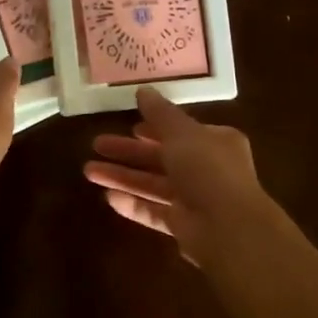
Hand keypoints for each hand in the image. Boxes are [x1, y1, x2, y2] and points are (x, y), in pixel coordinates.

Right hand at [83, 88, 277, 264]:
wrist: (228, 228)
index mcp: (215, 143)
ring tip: (89, 171)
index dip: (154, 128)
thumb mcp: (182, 133)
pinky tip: (108, 197)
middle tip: (96, 145)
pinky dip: (133, 204)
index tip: (129, 125)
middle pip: (161, 158)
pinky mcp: (183, 226)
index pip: (181, 131)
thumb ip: (160, 113)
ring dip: (123, 177)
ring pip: (153, 184)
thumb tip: (142, 90)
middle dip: (128, 152)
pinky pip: (153, 212)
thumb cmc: (208, 170)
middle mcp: (207, 170)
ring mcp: (195, 200)